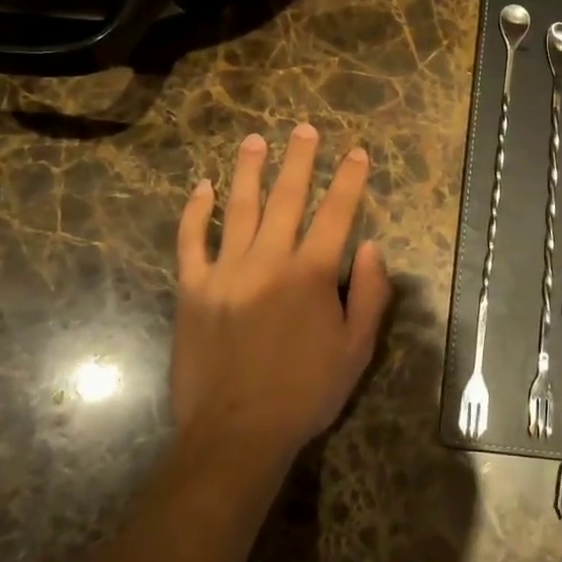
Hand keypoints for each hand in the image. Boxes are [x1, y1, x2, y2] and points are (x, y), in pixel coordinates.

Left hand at [173, 124, 390, 463]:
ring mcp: (225, 272)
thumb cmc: (305, 392)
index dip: (348, 180)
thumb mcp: (357, 349)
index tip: (356, 152)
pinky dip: (195, 212)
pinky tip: (202, 187)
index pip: (336, 213)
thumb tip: (371, 247)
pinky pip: (191, 241)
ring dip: (249, 171)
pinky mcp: (192, 289)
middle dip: (299, 160)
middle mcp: (268, 261)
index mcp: (311, 274)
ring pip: (238, 208)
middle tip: (304, 129)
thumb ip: (370, 294)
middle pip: (286, 198)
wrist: (236, 432)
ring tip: (255, 141)